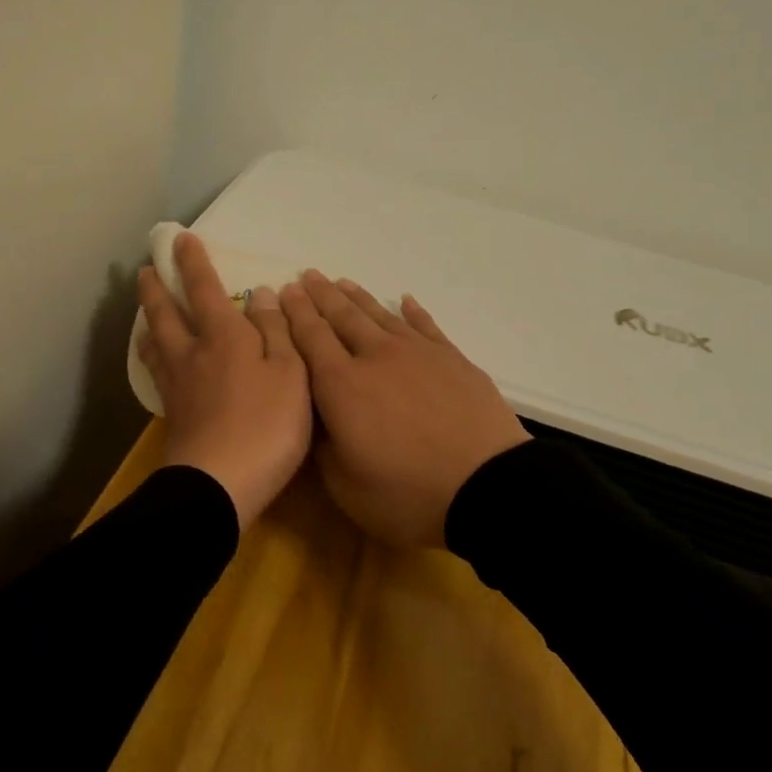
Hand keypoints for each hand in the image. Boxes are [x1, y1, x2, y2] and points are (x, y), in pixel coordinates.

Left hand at [137, 231, 312, 528]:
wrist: (218, 486)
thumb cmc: (266, 425)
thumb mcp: (291, 373)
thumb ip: (277, 331)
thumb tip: (261, 294)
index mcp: (224, 337)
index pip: (205, 289)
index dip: (194, 262)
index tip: (180, 239)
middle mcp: (193, 353)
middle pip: (167, 313)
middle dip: (157, 288)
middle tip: (146, 270)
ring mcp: (177, 386)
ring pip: (156, 343)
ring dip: (149, 320)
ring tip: (144, 311)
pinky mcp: (173, 416)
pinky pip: (157, 372)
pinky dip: (153, 356)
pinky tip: (158, 363)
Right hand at [280, 271, 528, 546]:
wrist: (486, 488)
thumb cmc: (408, 495)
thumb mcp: (346, 487)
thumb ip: (323, 447)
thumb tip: (317, 419)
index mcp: (341, 386)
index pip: (310, 338)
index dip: (295, 313)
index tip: (284, 291)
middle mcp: (376, 357)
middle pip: (342, 317)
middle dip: (321, 295)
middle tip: (308, 276)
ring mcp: (417, 353)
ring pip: (380, 315)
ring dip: (358, 297)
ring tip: (342, 282)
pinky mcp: (451, 358)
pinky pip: (425, 325)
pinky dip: (411, 311)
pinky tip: (404, 300)